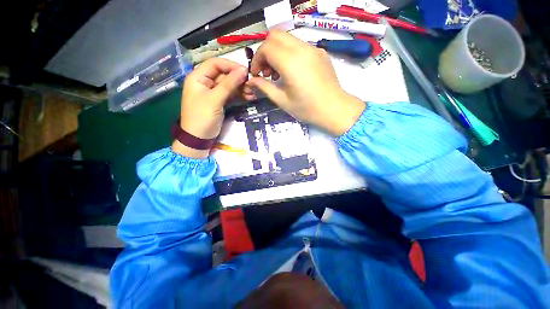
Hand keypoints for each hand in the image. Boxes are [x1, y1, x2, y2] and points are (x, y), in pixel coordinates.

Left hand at [172, 58, 247, 157]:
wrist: (199, 138)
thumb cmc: (202, 117)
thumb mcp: (215, 99)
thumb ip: (229, 84)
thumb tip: (243, 70)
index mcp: (198, 77)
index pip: (215, 64)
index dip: (231, 65)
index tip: (245, 71)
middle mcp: (205, 82)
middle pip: (224, 75)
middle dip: (238, 79)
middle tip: (252, 84)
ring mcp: (213, 92)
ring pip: (229, 85)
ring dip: (241, 88)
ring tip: (252, 92)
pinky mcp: (220, 101)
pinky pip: (231, 95)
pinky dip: (239, 95)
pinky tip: (249, 97)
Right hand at [245, 31, 365, 135]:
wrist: (335, 109)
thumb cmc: (307, 109)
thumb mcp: (282, 100)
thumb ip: (265, 87)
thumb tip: (251, 81)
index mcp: (290, 62)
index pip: (266, 47)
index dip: (257, 59)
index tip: (257, 74)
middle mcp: (302, 49)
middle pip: (275, 36)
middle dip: (266, 51)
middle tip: (267, 71)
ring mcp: (313, 49)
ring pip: (288, 38)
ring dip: (277, 51)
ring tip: (278, 73)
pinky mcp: (320, 52)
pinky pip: (299, 45)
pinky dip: (289, 53)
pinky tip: (292, 71)